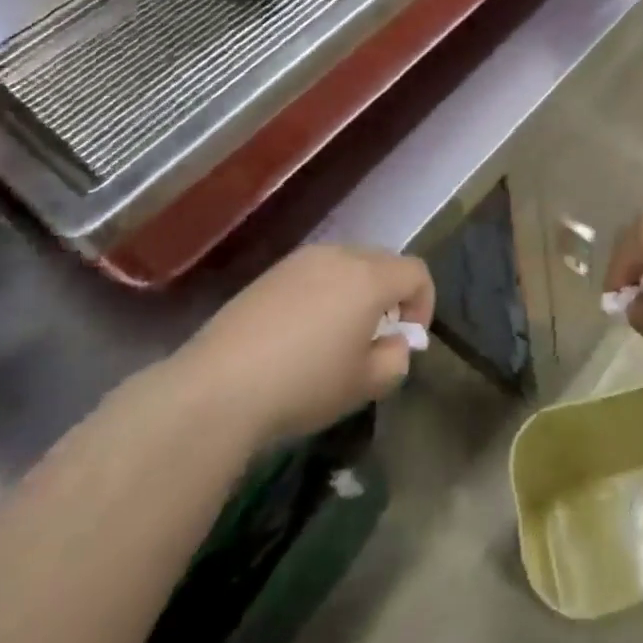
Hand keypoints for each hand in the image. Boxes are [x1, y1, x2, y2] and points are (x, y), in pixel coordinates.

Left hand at [175, 245, 434, 447]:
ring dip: (356, 292)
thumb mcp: (365, 385)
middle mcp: (340, 255)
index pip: (417, 272)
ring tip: (338, 337)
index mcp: (370, 277)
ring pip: (348, 265)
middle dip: (391, 296)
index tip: (406, 341)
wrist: (219, 387)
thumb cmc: (305, 384)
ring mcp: (301, 260)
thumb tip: (394, 344)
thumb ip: (395, 360)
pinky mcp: (271, 273)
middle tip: (375, 339)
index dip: (423, 305)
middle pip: (383, 262)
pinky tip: (301, 334)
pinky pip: (314, 273)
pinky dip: (324, 294)